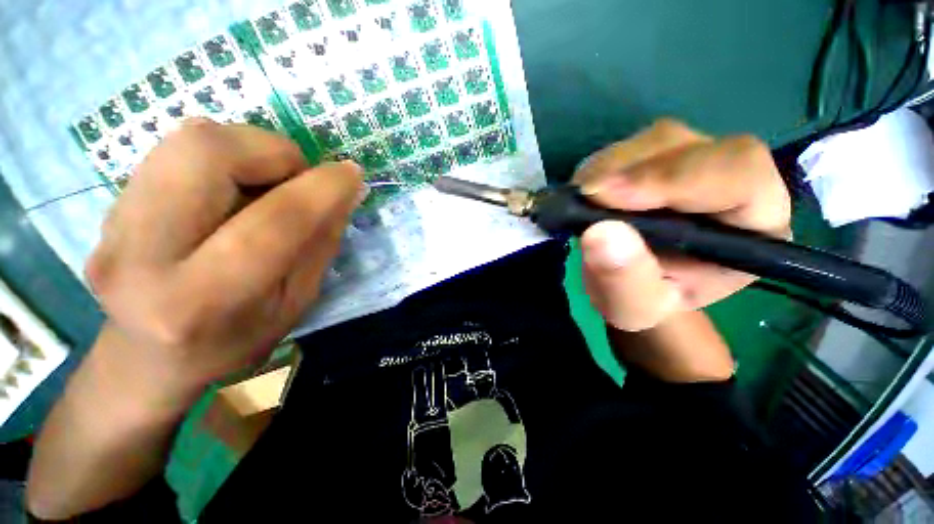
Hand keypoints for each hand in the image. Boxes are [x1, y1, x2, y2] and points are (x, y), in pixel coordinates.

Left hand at [85, 119, 363, 394]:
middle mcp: (142, 255)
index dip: (323, 189)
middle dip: (274, 152)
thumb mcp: (297, 301)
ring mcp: (113, 223)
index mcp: (202, 300)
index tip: (351, 174)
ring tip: (268, 182)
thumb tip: (346, 191)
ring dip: (250, 149)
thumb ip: (321, 242)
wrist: (149, 357)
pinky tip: (235, 187)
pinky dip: (225, 155)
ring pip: (190, 139)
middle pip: (208, 153)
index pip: (274, 222)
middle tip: (298, 178)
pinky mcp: (109, 204)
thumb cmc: (237, 339)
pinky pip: (176, 149)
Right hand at [574, 120, 790, 331]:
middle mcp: (731, 180)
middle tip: (585, 197)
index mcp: (754, 223)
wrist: (637, 285)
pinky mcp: (657, 158)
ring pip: (655, 140)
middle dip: (632, 170)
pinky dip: (597, 168)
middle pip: (691, 146)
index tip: (608, 197)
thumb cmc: (647, 302)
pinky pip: (627, 148)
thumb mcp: (635, 307)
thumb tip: (600, 232)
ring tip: (582, 203)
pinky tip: (585, 195)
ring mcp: (692, 162)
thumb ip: (625, 279)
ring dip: (608, 168)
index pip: (737, 175)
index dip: (673, 178)